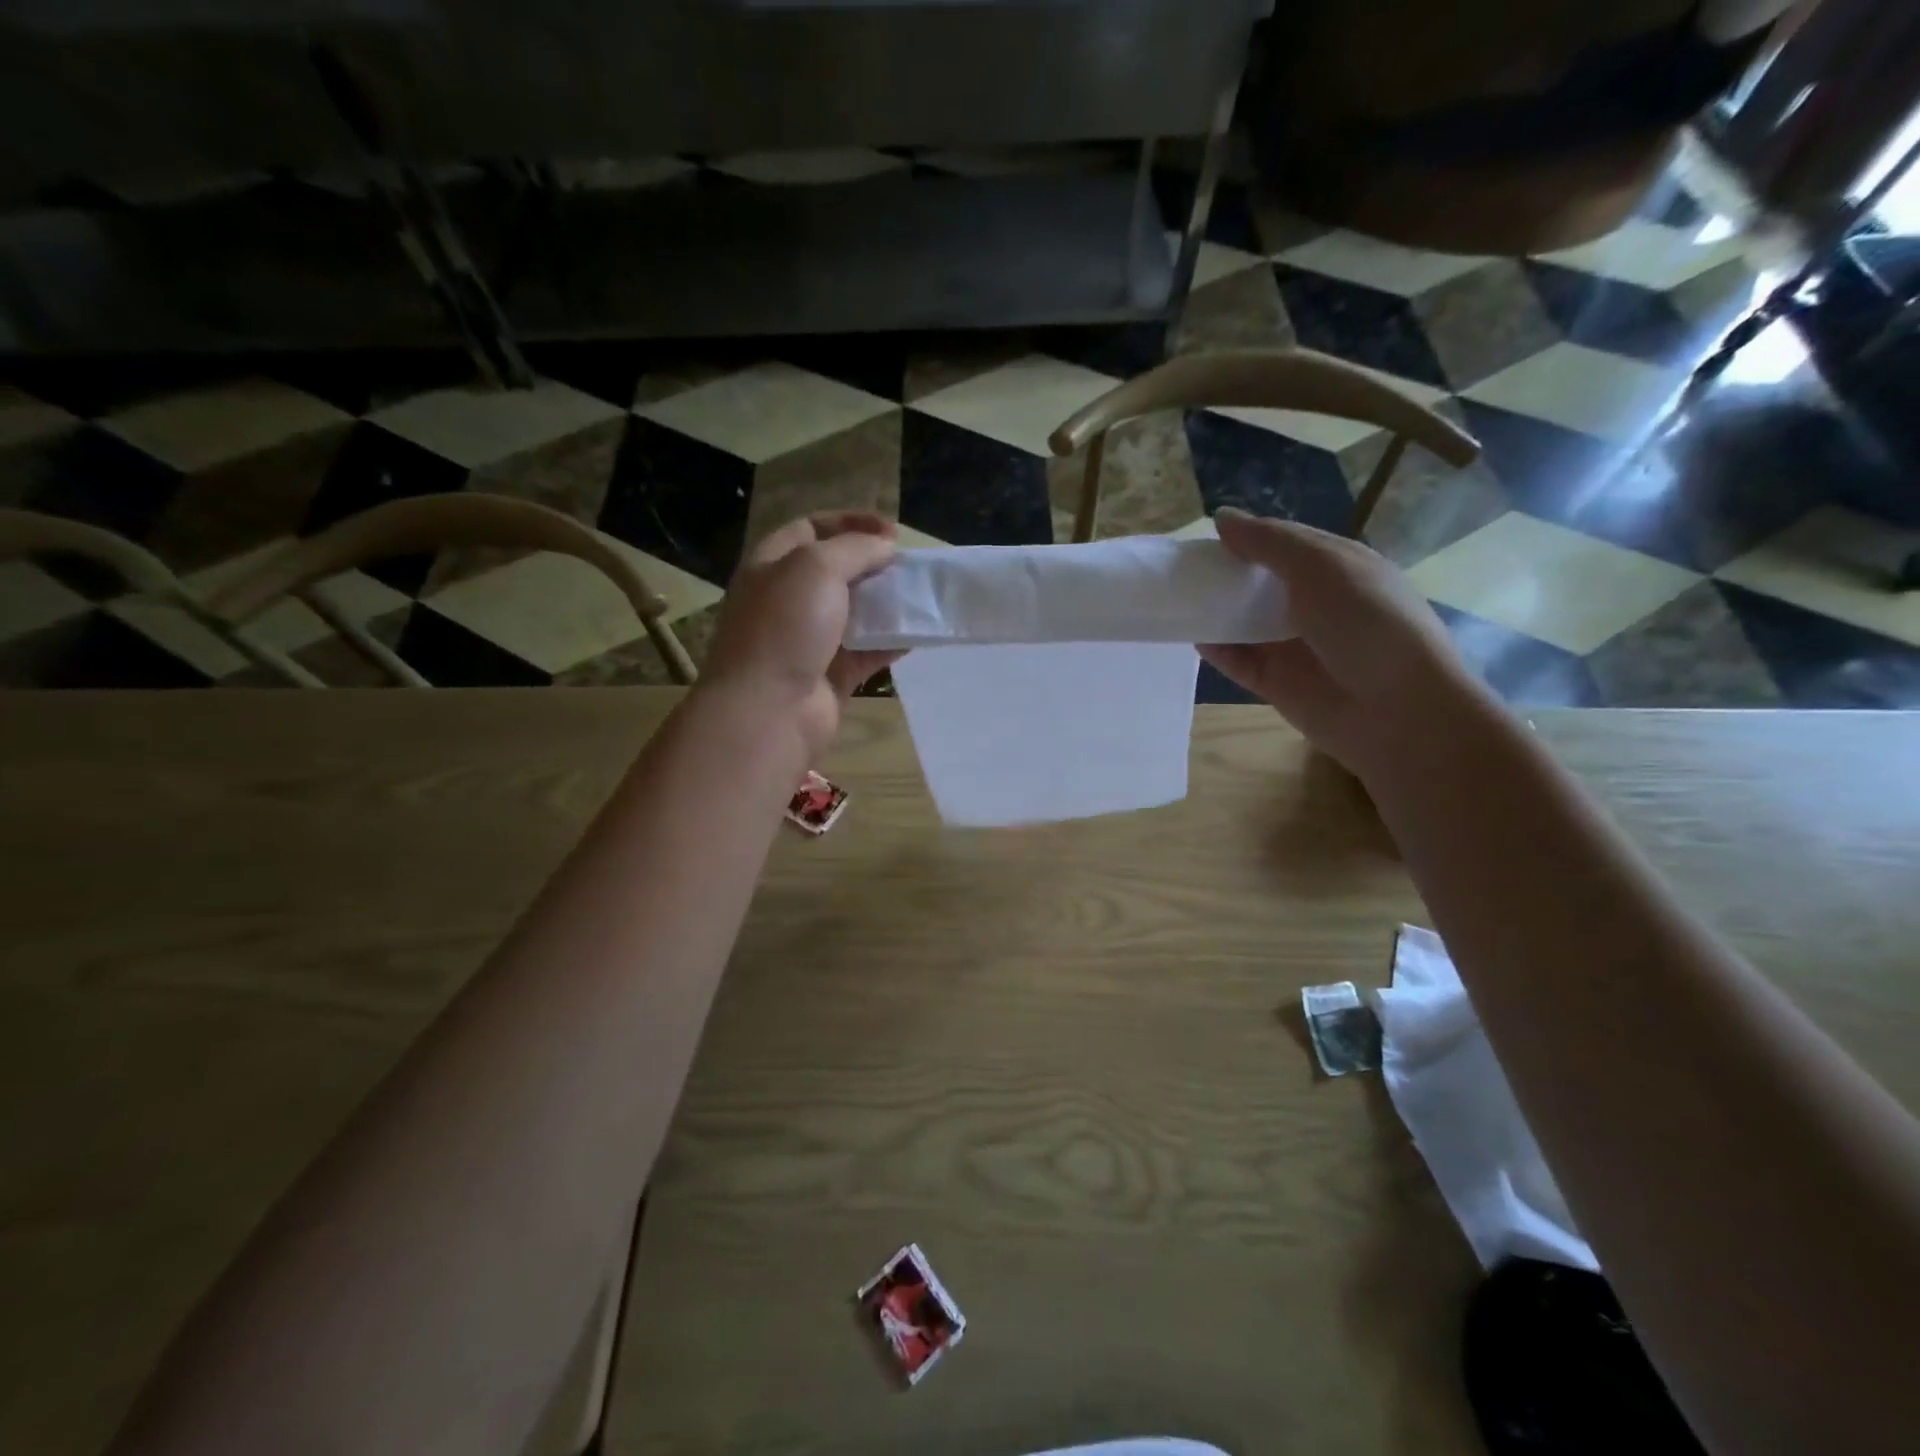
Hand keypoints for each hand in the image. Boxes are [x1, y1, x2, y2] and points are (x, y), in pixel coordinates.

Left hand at [697, 512, 902, 758]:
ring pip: (853, 613)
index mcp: (771, 566)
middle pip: (835, 572)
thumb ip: (855, 549)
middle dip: (872, 564)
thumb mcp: (817, 567)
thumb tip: (884, 548)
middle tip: (906, 566)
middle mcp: (787, 601)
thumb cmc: (785, 627)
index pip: (811, 529)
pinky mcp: (830, 675)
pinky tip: (917, 635)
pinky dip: (890, 642)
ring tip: (918, 597)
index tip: (891, 531)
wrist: (768, 710)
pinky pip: (866, 652)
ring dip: (885, 603)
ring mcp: (808, 641)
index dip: (850, 522)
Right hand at [1199, 508, 1499, 780]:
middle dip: (1226, 575)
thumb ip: (1270, 542)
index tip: (1205, 536)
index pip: (1284, 544)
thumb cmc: (1369, 624)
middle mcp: (1316, 604)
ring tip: (1175, 599)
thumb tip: (1221, 517)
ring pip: (1245, 623)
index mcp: (1338, 568)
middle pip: (1261, 584)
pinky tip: (1192, 637)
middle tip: (1182, 568)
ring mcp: (1295, 646)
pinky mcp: (1277, 683)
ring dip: (1216, 611)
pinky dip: (1216, 650)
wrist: (1398, 711)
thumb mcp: (1323, 567)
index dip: (1248, 537)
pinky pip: (1238, 661)